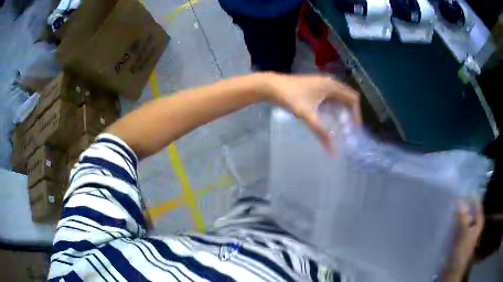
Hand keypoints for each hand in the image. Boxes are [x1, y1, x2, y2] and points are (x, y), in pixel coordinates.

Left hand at [265, 73, 361, 151]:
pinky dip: (333, 108)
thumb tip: (333, 151)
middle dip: (350, 113)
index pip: (353, 99)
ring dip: (342, 111)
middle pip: (347, 98)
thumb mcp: (307, 115)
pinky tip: (329, 119)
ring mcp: (321, 84)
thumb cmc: (290, 97)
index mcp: (332, 86)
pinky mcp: (314, 88)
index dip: (357, 114)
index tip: (355, 130)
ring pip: (339, 98)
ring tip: (340, 127)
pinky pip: (330, 98)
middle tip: (348, 130)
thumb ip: (321, 132)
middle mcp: (329, 83)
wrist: (270, 86)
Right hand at [441, 199, 484, 281]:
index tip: (460, 188)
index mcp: (478, 221)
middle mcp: (474, 223)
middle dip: (462, 203)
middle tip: (452, 195)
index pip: (476, 202)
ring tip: (448, 204)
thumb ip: (463, 218)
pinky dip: (453, 220)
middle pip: (469, 209)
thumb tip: (460, 199)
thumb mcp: (463, 235)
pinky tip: (446, 217)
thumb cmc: (460, 254)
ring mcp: (466, 230)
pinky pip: (457, 224)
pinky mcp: (459, 236)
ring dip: (457, 212)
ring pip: (462, 216)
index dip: (470, 195)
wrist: (451, 272)